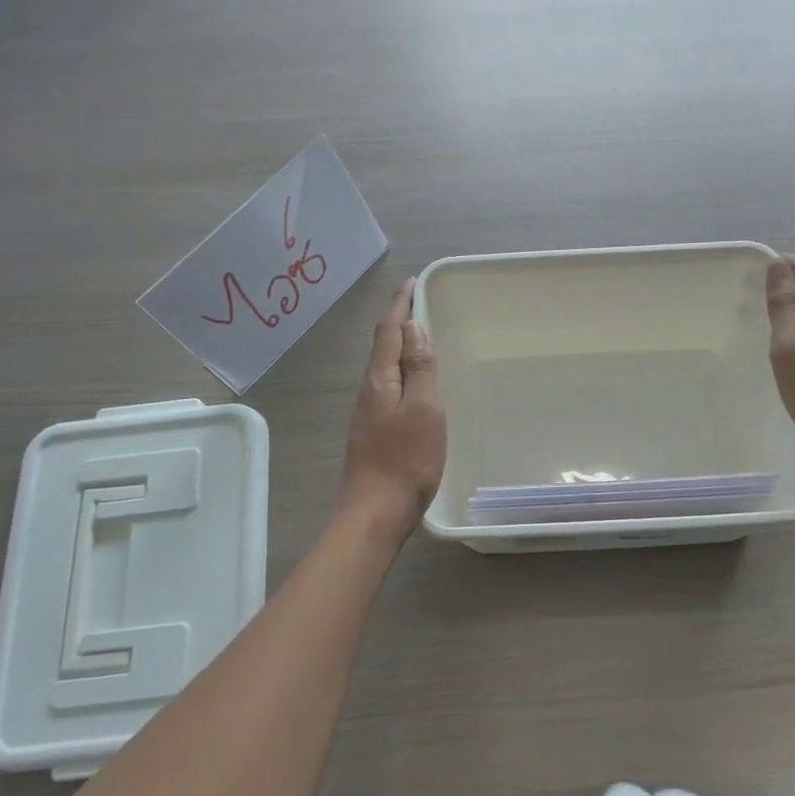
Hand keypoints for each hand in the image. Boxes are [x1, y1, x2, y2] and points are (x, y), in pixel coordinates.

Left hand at [338, 276, 446, 534]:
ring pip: (385, 368)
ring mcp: (369, 413)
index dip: (400, 305)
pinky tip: (415, 383)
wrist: (376, 512)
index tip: (411, 283)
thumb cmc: (407, 459)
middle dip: (399, 322)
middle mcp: (369, 391)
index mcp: (380, 380)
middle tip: (419, 306)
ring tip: (421, 339)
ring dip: (400, 347)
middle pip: (383, 347)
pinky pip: (390, 388)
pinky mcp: (374, 432)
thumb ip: (420, 368)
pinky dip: (403, 372)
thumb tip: (414, 328)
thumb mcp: (425, 409)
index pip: (388, 331)